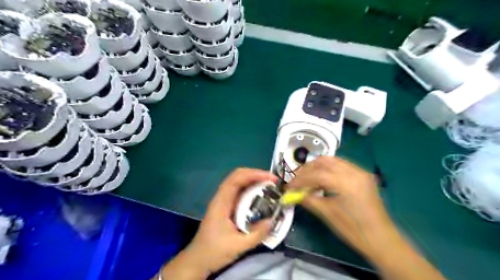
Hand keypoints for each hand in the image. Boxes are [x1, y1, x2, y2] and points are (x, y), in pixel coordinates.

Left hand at [183, 167, 277, 273]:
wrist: (197, 260)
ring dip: (254, 180)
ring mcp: (223, 201)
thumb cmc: (214, 252)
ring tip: (270, 186)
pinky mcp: (226, 206)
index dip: (254, 174)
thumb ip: (256, 235)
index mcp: (221, 202)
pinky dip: (251, 189)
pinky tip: (261, 196)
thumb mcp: (238, 246)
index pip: (237, 179)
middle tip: (273, 181)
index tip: (271, 179)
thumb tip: (273, 221)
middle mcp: (222, 197)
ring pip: (239, 182)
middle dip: (256, 174)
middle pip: (238, 176)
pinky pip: (240, 192)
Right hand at [287, 156, 391, 259]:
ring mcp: (360, 172)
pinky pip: (341, 165)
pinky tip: (322, 180)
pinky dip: (328, 169)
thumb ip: (309, 200)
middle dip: (307, 169)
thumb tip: (294, 194)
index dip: (300, 180)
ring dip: (317, 167)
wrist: (382, 239)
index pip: (316, 174)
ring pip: (332, 160)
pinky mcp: (363, 176)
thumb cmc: (354, 230)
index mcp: (346, 182)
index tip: (289, 187)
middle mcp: (354, 171)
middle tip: (297, 181)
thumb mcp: (328, 214)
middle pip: (324, 161)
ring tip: (308, 179)